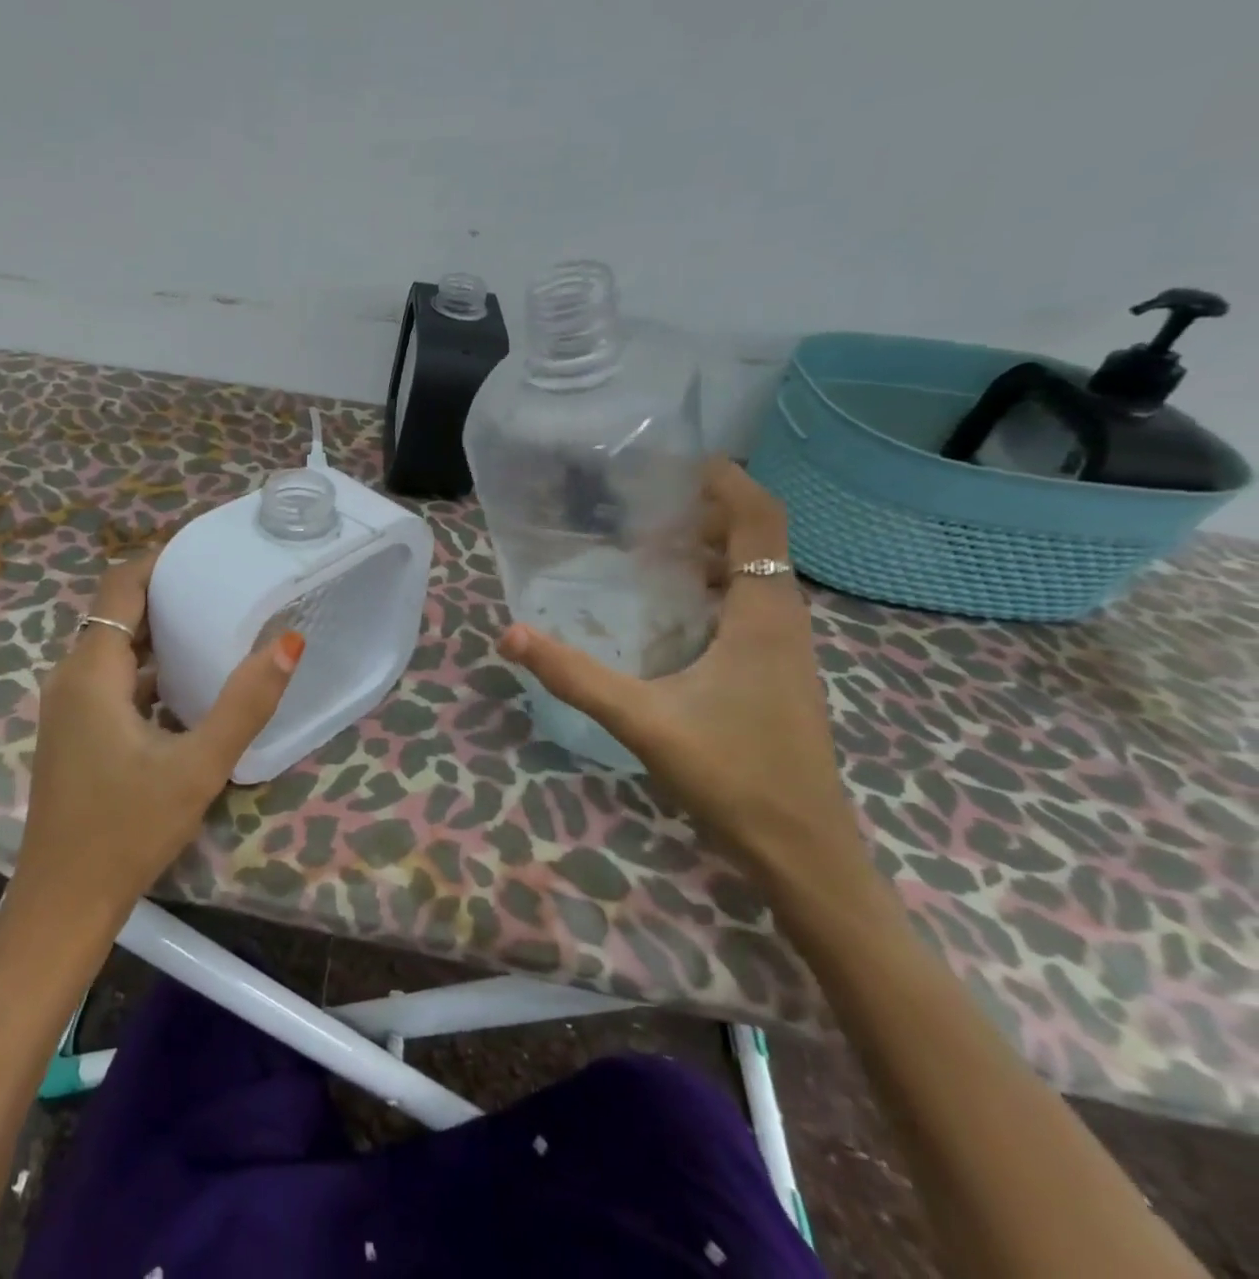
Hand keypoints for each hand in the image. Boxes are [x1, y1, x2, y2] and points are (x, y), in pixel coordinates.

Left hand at [14, 548, 305, 923]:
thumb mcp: (198, 766)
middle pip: (118, 612)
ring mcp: (68, 707)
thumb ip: (245, 703)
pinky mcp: (75, 732)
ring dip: (159, 630)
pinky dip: (148, 666)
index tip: (206, 548)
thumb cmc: (127, 832)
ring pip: (115, 648)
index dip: (159, 559)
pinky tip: (188, 683)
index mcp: (91, 672)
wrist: (63, 904)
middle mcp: (71, 677)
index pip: (120, 586)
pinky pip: (113, 679)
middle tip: (223, 582)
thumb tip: (288, 640)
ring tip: (215, 621)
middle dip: (166, 591)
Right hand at [498, 459, 866, 882]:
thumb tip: (511, 634)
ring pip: (756, 577)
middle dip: (708, 513)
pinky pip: (752, 608)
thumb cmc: (733, 775)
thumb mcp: (642, 719)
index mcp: (764, 614)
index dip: (729, 482)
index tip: (680, 462)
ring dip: (713, 552)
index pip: (761, 519)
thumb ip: (575, 675)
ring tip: (651, 547)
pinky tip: (672, 615)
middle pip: (759, 541)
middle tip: (645, 505)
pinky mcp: (778, 676)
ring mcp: (787, 651)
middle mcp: (784, 621)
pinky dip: (717, 590)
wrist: (803, 851)